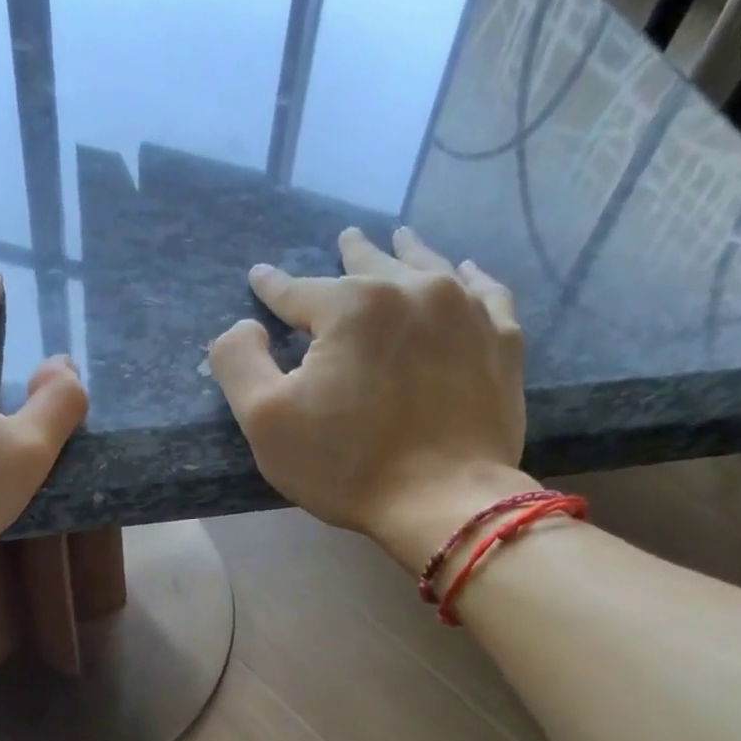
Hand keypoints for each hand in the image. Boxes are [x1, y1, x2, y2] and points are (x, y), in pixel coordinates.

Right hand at [207, 226, 532, 573]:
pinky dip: (471, 279)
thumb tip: (243, 326)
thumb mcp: (266, 421)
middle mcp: (412, 290)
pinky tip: (467, 272)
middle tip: (345, 237)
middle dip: (352, 252)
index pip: (298, 290)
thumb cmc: (346, 465)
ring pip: (430, 267)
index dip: (273, 287)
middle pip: (371, 264)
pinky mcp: (501, 341)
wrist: (442, 502)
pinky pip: (487, 293)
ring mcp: (465, 312)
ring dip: (409, 252)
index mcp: (351, 306)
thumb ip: (239, 362)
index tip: (260, 277)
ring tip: (400, 237)